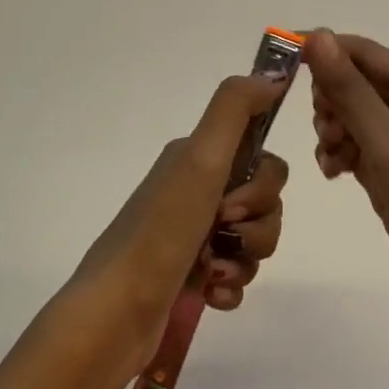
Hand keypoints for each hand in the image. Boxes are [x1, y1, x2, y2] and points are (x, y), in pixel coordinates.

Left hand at [66, 74, 288, 379]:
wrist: (115, 314)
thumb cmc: (161, 231)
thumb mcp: (200, 159)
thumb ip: (235, 108)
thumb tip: (273, 74)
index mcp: (197, 159)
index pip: (262, 159)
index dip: (262, 185)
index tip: (234, 203)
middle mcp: (195, 190)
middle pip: (264, 202)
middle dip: (257, 227)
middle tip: (222, 238)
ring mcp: (193, 235)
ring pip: (254, 240)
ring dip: (243, 260)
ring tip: (211, 274)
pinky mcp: (192, 276)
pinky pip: (237, 275)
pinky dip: (230, 287)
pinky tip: (210, 295)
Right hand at [304, 30, 388, 347]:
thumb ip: (349, 89)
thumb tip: (317, 35)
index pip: (364, 52)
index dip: (324, 49)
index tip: (280, 56)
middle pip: (358, 83)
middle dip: (331, 98)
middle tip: (326, 128)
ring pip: (355, 118)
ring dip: (333, 129)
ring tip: (332, 159)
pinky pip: (359, 150)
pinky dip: (341, 155)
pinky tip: (333, 173)